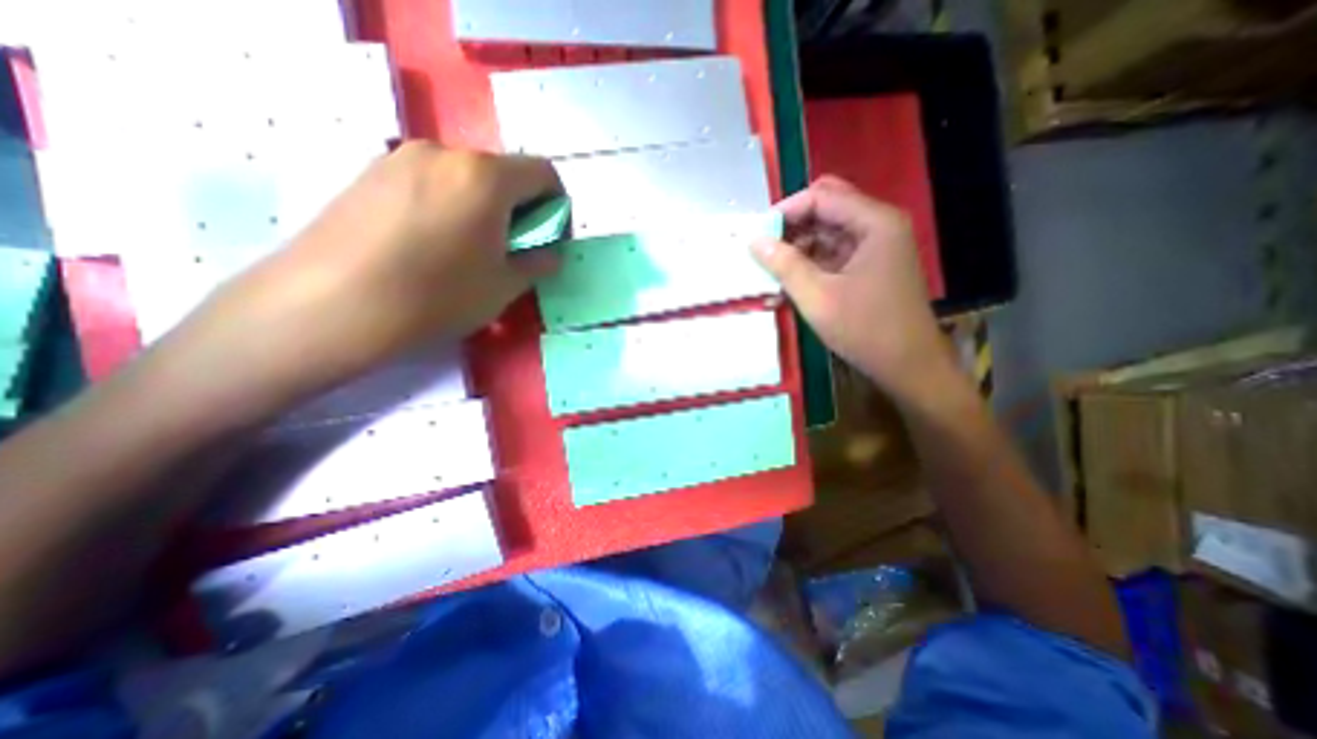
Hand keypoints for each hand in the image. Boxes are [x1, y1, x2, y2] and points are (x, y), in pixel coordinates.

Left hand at [185, 141, 553, 393]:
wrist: (330, 305)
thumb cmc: (437, 296)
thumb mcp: (504, 287)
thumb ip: (537, 263)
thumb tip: (549, 254)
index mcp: (486, 177)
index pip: (543, 173)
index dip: (557, 205)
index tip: (548, 238)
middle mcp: (445, 153)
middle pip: (503, 173)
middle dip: (519, 208)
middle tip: (510, 249)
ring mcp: (400, 158)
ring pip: (465, 177)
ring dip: (483, 207)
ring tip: (468, 250)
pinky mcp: (369, 173)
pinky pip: (429, 182)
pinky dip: (448, 205)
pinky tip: (431, 244)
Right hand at [750, 176, 959, 399]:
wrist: (907, 365)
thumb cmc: (865, 329)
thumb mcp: (817, 297)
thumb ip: (784, 264)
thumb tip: (754, 240)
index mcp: (874, 223)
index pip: (822, 197)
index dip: (786, 211)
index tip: (757, 234)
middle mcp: (878, 226)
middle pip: (827, 208)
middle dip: (792, 226)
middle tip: (764, 248)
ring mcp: (875, 247)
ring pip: (828, 231)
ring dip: (798, 247)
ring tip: (771, 270)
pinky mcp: (869, 266)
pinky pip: (833, 253)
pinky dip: (810, 263)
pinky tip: (788, 282)